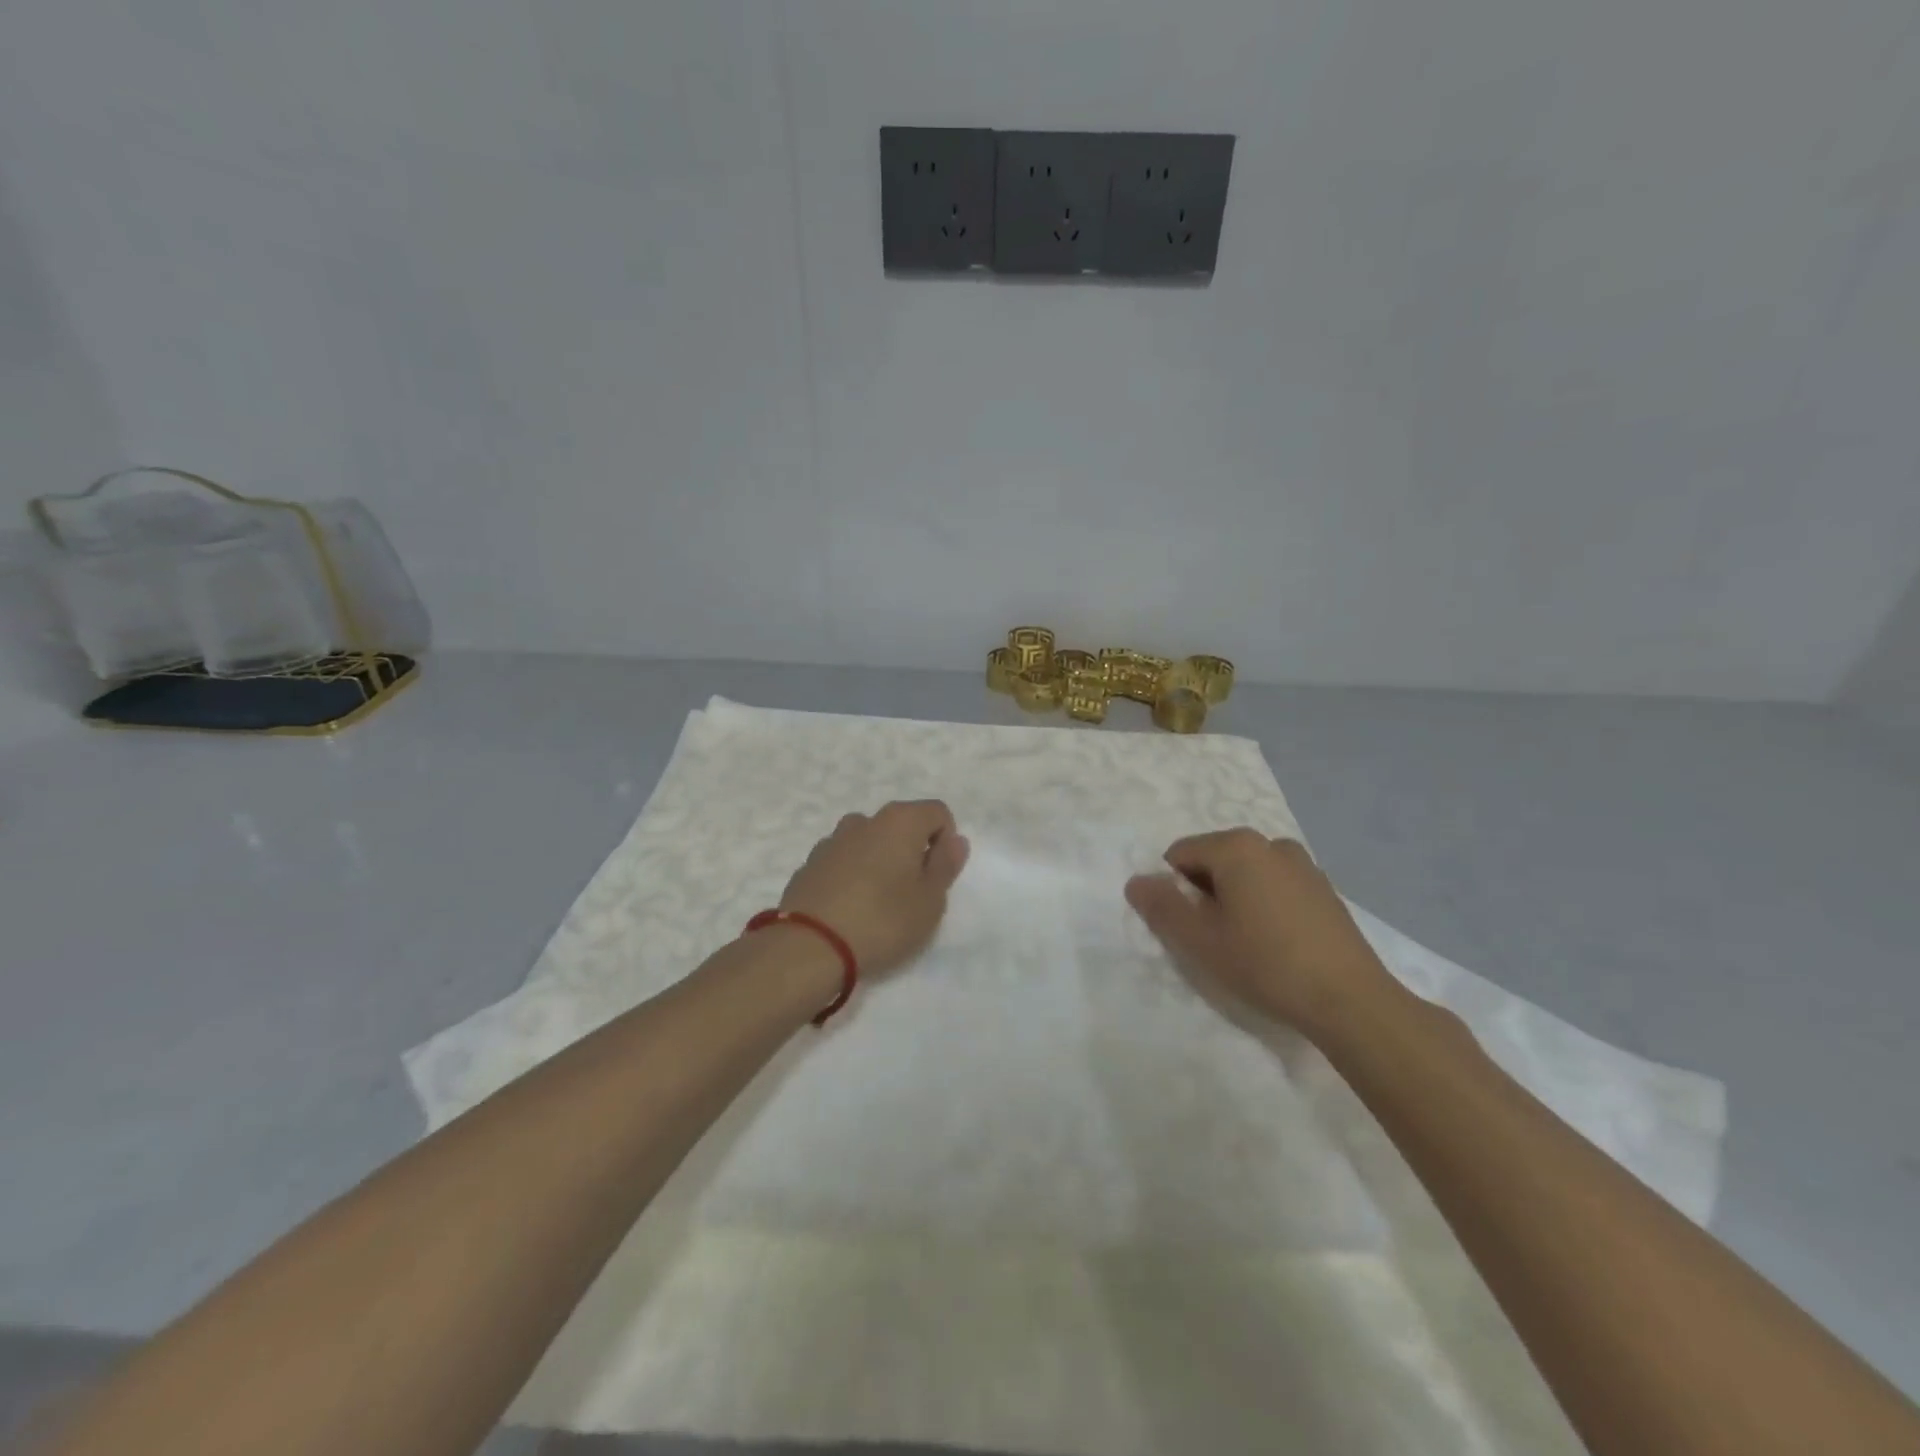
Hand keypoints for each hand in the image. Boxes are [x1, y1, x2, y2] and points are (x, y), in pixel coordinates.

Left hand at [778, 800, 970, 975]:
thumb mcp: (930, 900)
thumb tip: (955, 840)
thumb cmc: (882, 921)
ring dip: (880, 862)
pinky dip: (852, 875)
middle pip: (901, 825)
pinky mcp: (809, 865)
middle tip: (912, 894)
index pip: (937, 812)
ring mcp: (832, 841)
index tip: (937, 878)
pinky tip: (849, 909)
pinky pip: (843, 861)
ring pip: (869, 842)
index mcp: (899, 821)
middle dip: (912, 852)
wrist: (809, 947)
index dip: (946, 842)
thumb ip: (945, 865)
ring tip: (878, 903)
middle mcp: (864, 820)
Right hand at [1125, 829, 1398, 1037]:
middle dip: (1204, 893)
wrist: (1350, 1000)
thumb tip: (1136, 882)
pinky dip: (1264, 905)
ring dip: (1234, 899)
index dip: (1174, 890)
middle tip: (1215, 938)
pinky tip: (1277, 943)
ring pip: (1246, 874)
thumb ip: (1161, 906)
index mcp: (1236, 846)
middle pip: (1214, 860)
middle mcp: (1270, 843)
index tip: (1188, 927)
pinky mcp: (1324, 888)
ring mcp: (1303, 864)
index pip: (1179, 854)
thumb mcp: (1199, 940)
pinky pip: (1275, 886)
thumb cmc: (1265, 963)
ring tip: (1247, 943)